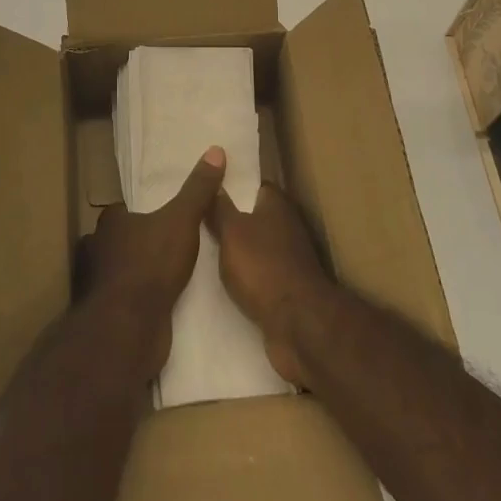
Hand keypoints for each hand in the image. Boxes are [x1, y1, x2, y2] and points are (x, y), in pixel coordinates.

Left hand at [80, 147, 225, 378]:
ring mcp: (99, 284)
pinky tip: (162, 300)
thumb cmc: (152, 263)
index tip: (166, 216)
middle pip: (122, 240)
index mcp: (110, 222)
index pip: (125, 210)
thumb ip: (198, 189)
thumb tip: (215, 150)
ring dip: (141, 272)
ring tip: (171, 273)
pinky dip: (141, 298)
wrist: (130, 327)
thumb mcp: (182, 219)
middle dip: (142, 242)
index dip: (144, 212)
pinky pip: (128, 298)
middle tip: (172, 244)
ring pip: (123, 270)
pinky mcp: (108, 314)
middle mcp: (98, 249)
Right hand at [207, 183, 333, 386]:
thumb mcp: (231, 231)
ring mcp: (291, 258)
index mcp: (277, 205)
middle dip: (235, 218)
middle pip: (258, 216)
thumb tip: (213, 178)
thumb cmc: (262, 266)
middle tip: (202, 219)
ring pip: (259, 246)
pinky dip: (249, 274)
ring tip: (208, 249)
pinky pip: (262, 272)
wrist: (298, 323)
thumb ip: (220, 207)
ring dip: (241, 249)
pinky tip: (228, 278)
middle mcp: (288, 227)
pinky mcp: (289, 287)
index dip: (235, 185)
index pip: (257, 185)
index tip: (212, 188)